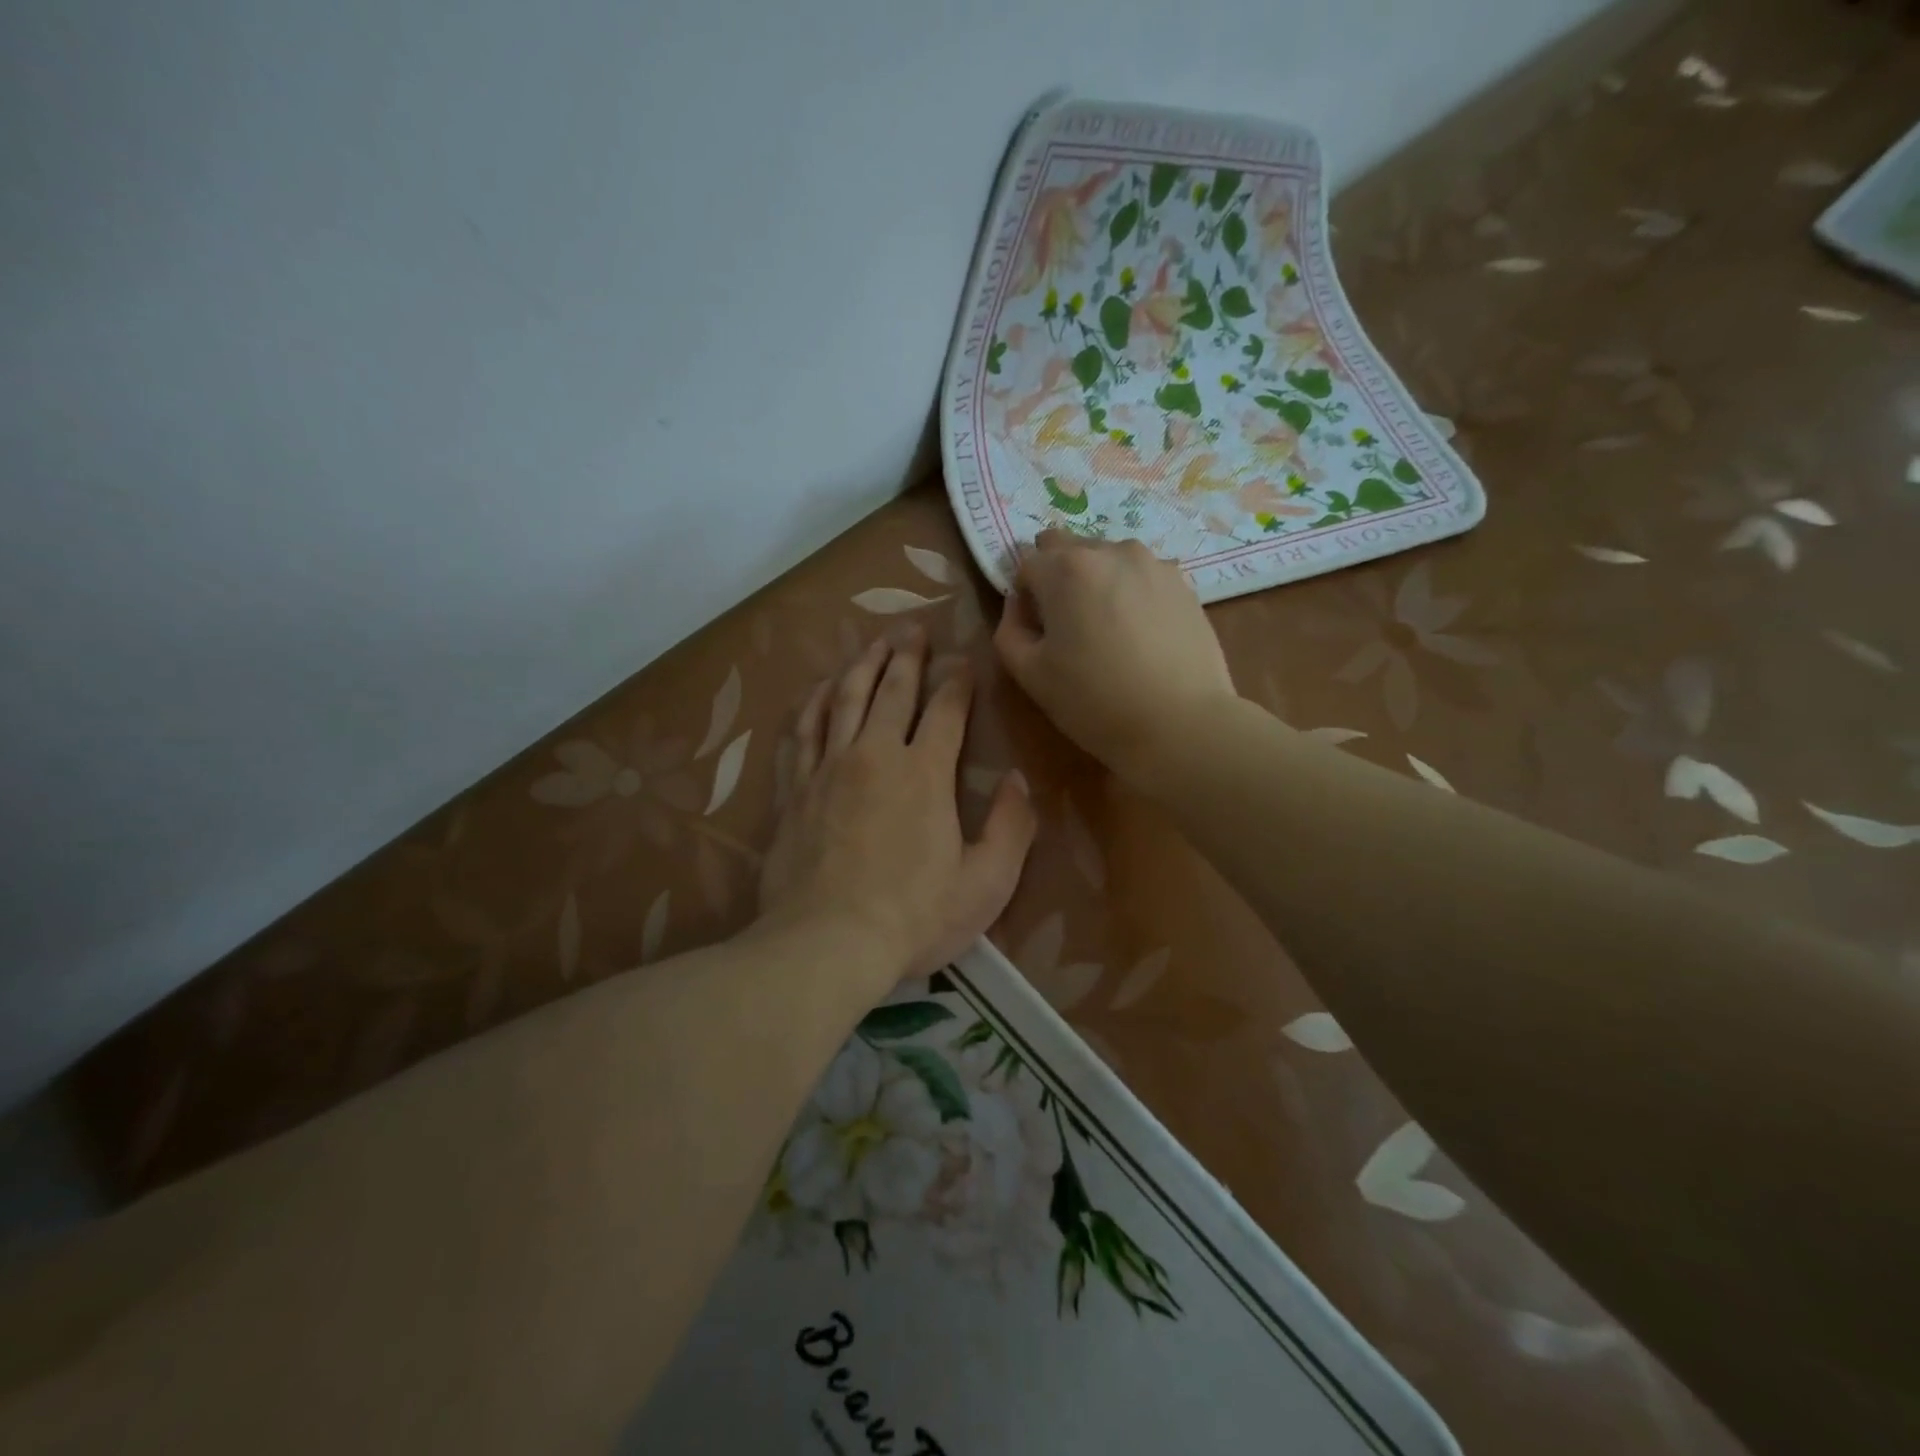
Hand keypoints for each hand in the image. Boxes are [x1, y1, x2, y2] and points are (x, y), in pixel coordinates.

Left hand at [758, 629, 1036, 995]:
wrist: (826, 943)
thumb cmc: (914, 917)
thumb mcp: (986, 883)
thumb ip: (1012, 828)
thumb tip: (1018, 780)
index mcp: (925, 773)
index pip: (946, 710)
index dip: (957, 681)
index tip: (963, 660)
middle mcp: (874, 755)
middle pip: (892, 690)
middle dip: (906, 654)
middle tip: (913, 626)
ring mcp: (828, 769)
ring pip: (844, 700)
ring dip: (861, 666)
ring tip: (872, 642)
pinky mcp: (795, 790)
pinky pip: (801, 732)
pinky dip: (811, 704)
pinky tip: (818, 690)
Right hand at [994, 531, 1236, 783]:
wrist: (1181, 723)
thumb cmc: (1094, 701)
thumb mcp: (1030, 674)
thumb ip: (1010, 628)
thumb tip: (1020, 604)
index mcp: (1066, 568)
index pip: (1026, 562)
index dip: (1024, 595)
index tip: (1035, 628)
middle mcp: (1110, 551)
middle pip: (1068, 548)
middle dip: (1058, 576)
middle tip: (1067, 624)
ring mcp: (1153, 564)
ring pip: (1108, 559)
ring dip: (1097, 581)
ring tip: (1108, 628)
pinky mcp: (1183, 583)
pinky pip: (1142, 576)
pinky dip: (1131, 593)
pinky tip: (1140, 633)